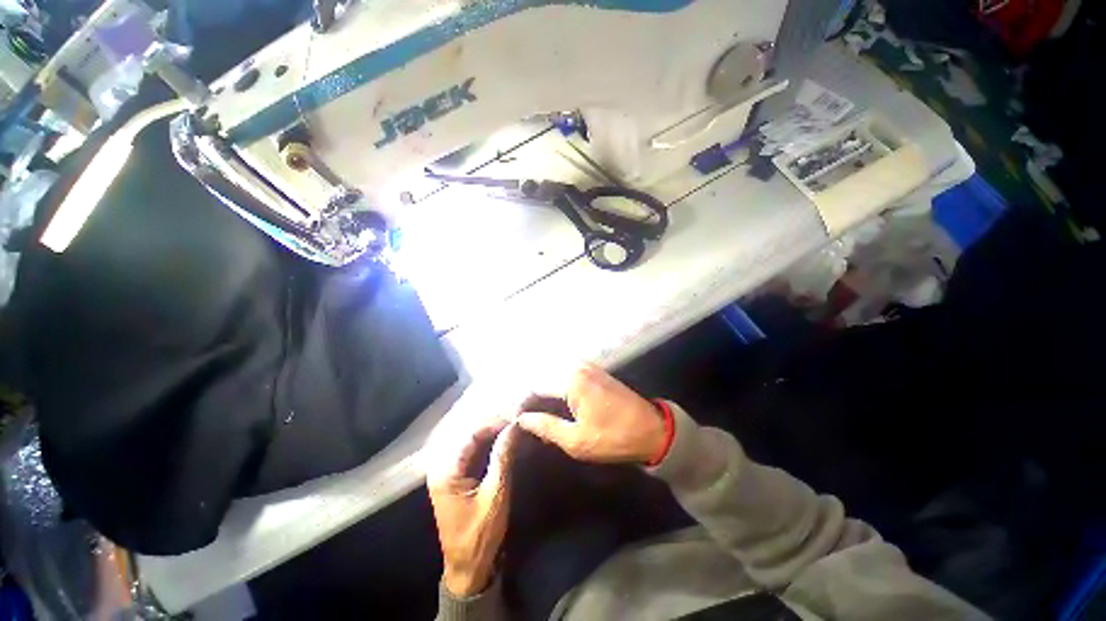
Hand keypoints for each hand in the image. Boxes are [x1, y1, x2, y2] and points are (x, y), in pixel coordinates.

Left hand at [426, 418, 517, 596]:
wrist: (468, 568)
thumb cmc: (480, 535)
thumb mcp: (496, 495)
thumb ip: (503, 457)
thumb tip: (514, 427)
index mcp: (446, 471)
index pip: (471, 435)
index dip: (493, 423)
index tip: (514, 416)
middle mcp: (443, 467)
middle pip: (470, 436)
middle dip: (493, 426)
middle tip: (515, 418)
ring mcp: (449, 473)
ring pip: (472, 443)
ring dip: (492, 434)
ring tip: (513, 425)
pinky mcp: (457, 478)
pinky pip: (473, 454)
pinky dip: (488, 446)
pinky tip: (503, 440)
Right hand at [518, 363, 665, 464]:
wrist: (652, 429)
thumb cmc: (613, 437)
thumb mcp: (577, 440)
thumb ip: (547, 427)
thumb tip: (523, 419)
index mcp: (571, 380)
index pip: (535, 386)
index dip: (523, 403)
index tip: (517, 420)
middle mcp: (577, 367)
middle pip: (543, 375)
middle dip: (532, 394)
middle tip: (525, 416)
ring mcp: (587, 366)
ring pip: (554, 373)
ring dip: (544, 388)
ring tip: (537, 410)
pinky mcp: (595, 371)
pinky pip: (567, 373)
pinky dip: (557, 385)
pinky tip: (555, 401)